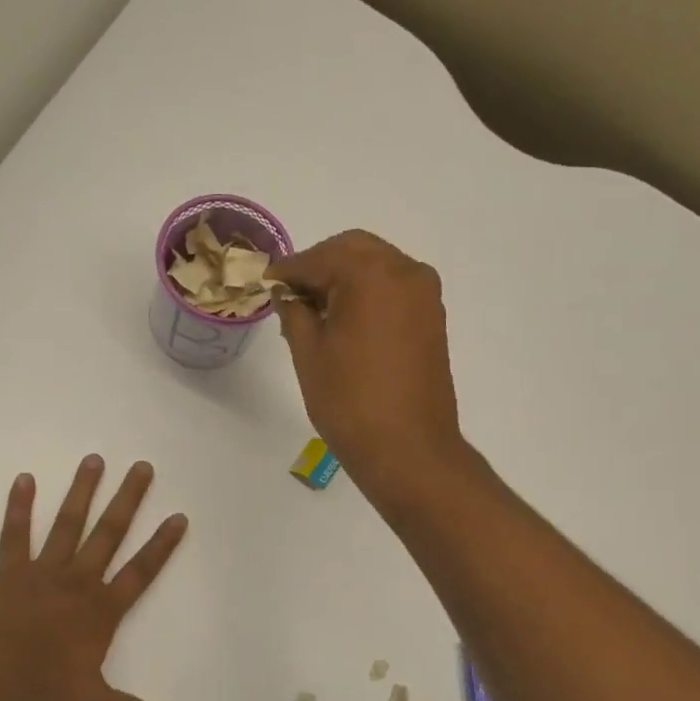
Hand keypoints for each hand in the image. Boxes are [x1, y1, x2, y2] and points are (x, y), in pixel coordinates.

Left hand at [0, 456, 187, 700]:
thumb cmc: (38, 684)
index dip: (162, 546)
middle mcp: (78, 580)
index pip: (140, 572)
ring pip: (69, 524)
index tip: (178, 516)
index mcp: (101, 609)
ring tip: (95, 459)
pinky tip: (24, 479)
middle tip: (142, 467)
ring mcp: (43, 570)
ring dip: (83, 491)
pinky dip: (19, 506)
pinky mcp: (10, 569)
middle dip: (128, 500)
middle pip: (109, 534)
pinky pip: (16, 533)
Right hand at [268, 230, 466, 503]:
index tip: (266, 283)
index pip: (320, 257)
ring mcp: (425, 294)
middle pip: (354, 250)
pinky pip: (394, 288)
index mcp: (371, 274)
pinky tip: (344, 321)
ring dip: (345, 277)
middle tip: (290, 294)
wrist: (409, 450)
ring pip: (377, 266)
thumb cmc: (350, 402)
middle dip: (319, 266)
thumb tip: (288, 293)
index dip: (288, 270)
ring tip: (315, 311)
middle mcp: (405, 271)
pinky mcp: (432, 318)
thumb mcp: (309, 354)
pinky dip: (367, 293)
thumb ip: (294, 312)